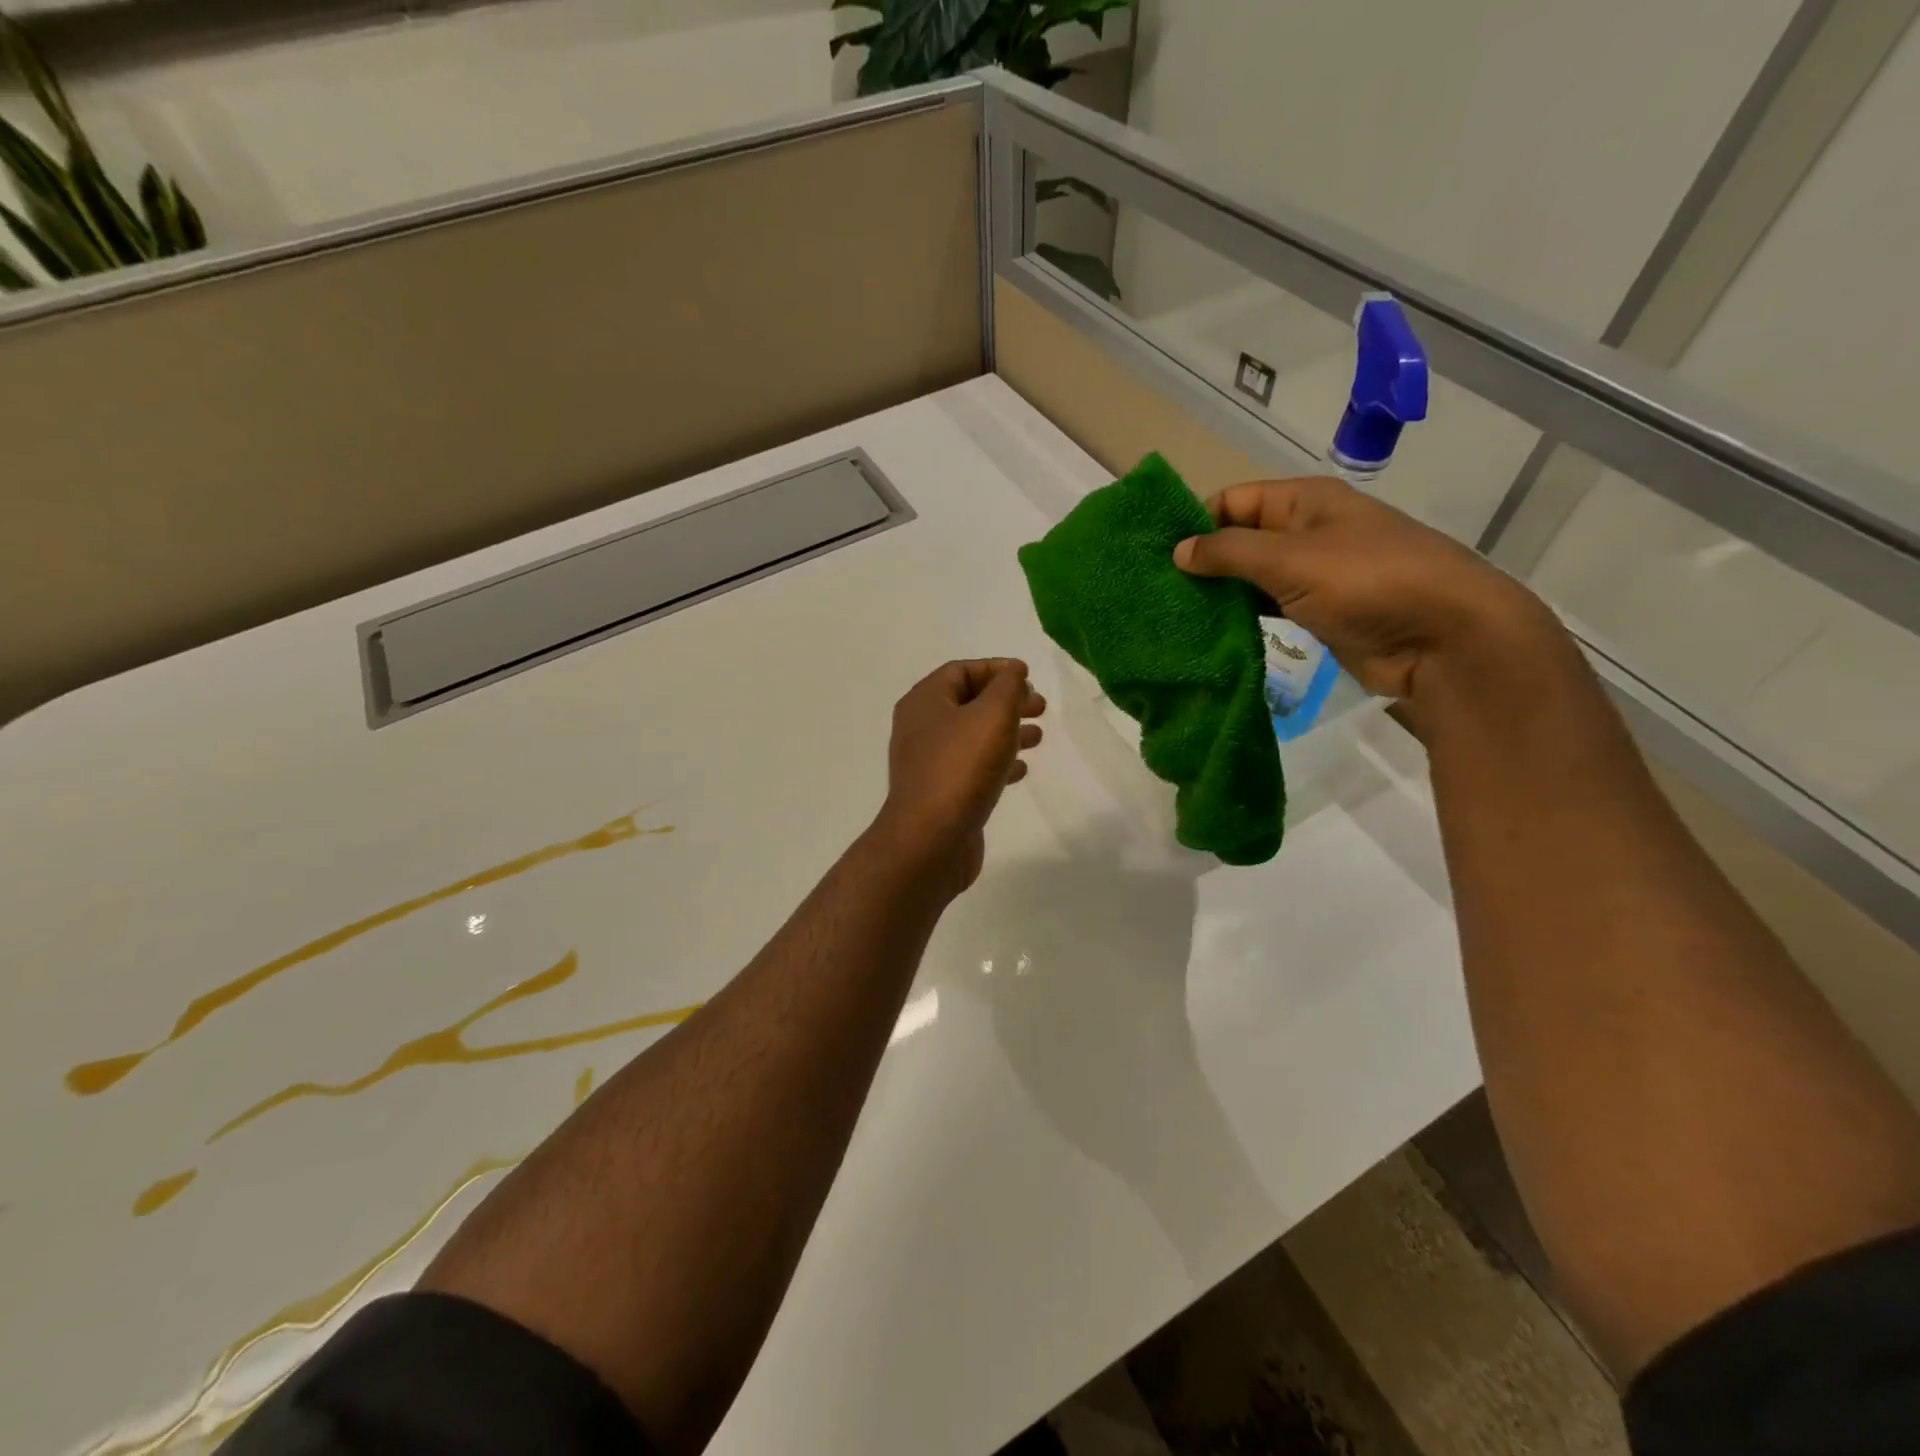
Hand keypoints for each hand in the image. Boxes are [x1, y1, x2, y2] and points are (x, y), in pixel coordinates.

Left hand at [875, 658, 1045, 894]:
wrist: (930, 840)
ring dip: (1006, 732)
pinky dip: (997, 763)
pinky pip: (971, 768)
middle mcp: (921, 728)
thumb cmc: (961, 768)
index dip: (997, 669)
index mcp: (925, 702)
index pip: (961, 671)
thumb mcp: (992, 715)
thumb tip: (1013, 671)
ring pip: (972, 737)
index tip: (1030, 677)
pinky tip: (1021, 770)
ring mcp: (928, 763)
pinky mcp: (940, 793)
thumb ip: (1008, 687)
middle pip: (968, 703)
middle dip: (1006, 702)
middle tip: (1041, 707)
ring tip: (1039, 736)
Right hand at [1172, 476, 1572, 731]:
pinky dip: (1242, 618)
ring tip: (1172, 615)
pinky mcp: (1319, 613)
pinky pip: (1268, 608)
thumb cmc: (1367, 581)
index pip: (1233, 500)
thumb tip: (1178, 551)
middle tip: (1155, 591)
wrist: (1445, 638)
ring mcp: (1314, 575)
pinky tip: (1210, 634)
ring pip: (1251, 578)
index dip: (1195, 522)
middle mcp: (1306, 531)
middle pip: (1239, 539)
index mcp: (1303, 501)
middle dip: (1201, 562)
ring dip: (1219, 594)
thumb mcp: (1290, 559)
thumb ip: (1229, 552)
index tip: (1156, 554)